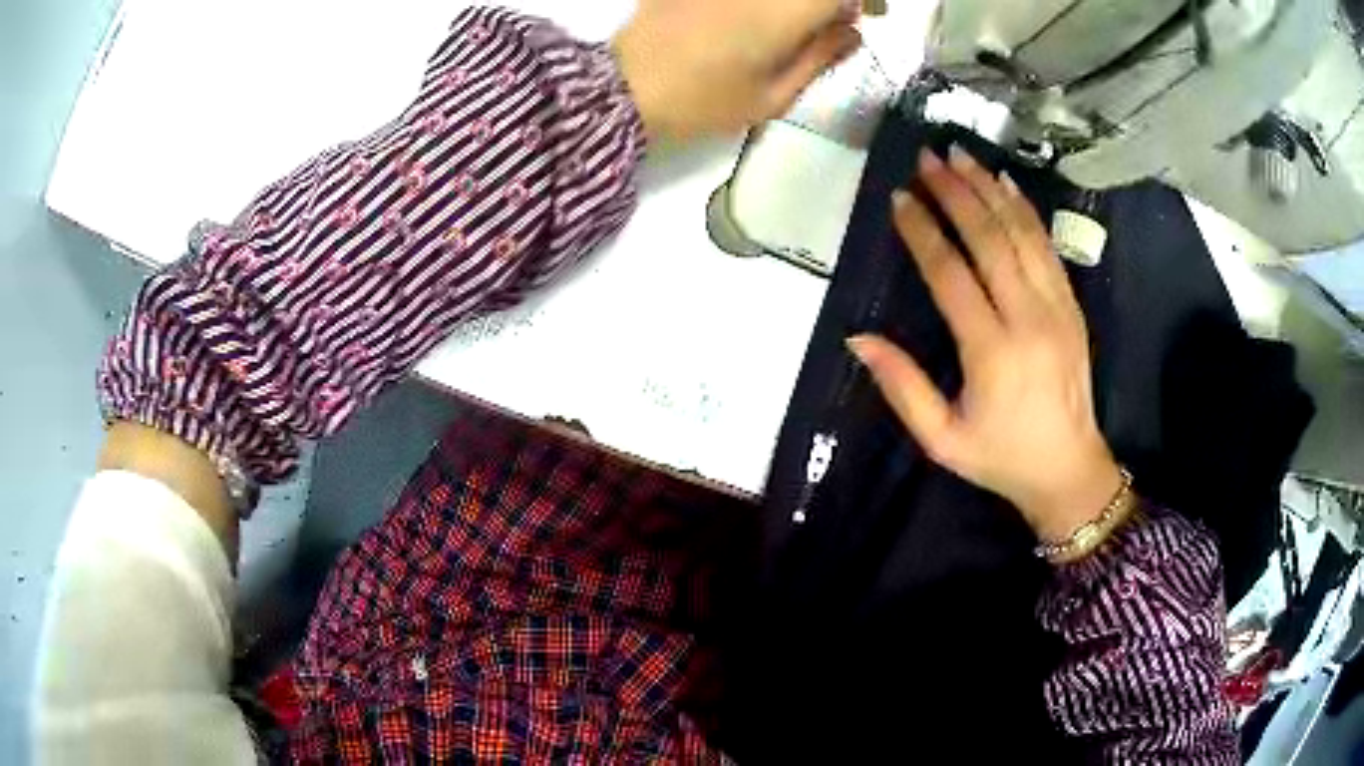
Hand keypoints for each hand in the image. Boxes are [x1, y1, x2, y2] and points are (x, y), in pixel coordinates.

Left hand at [613, 0, 860, 139]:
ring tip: (797, 23)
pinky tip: (757, 15)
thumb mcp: (773, 96)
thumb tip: (852, 32)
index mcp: (785, 10)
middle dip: (832, 0)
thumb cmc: (703, 102)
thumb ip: (820, 57)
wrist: (622, 89)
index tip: (871, 14)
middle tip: (838, 17)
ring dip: (799, 2)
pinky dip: (765, 2)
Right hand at [849, 146, 1123, 542]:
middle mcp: (1028, 319)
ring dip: (990, 189)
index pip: (951, 275)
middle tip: (927, 157)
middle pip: (989, 239)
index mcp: (992, 352)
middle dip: (955, 192)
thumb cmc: (1001, 458)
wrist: (1069, 469)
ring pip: (1021, 233)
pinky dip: (1026, 211)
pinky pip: (1048, 247)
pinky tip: (1007, 185)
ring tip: (961, 155)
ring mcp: (1056, 308)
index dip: (922, 232)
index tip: (898, 198)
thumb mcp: (942, 440)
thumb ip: (902, 388)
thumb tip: (858, 340)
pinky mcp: (1072, 306)